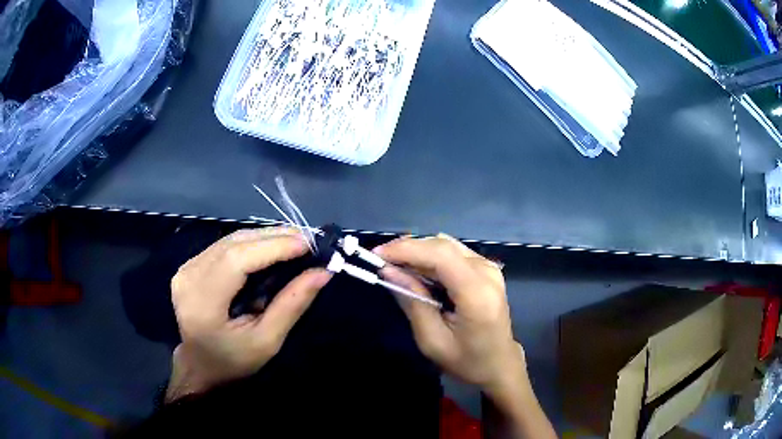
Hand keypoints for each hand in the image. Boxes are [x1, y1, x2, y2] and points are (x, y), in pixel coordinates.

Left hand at [166, 228, 331, 400]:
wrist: (199, 366)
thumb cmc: (233, 361)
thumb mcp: (266, 342)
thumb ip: (291, 305)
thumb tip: (322, 273)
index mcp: (203, 302)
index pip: (237, 260)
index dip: (272, 247)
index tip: (308, 244)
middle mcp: (189, 276)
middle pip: (234, 244)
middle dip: (273, 237)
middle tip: (308, 240)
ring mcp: (186, 268)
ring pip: (230, 240)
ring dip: (264, 237)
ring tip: (296, 241)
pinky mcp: (190, 265)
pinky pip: (224, 246)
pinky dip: (251, 243)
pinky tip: (271, 247)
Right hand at [374, 234, 523, 395]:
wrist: (499, 364)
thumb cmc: (466, 360)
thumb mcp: (432, 340)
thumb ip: (412, 302)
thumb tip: (389, 271)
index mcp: (477, 294)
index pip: (440, 255)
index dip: (406, 249)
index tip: (376, 255)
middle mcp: (487, 272)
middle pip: (442, 245)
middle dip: (408, 248)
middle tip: (381, 262)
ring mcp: (490, 268)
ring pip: (447, 245)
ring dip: (418, 251)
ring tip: (395, 266)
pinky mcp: (487, 268)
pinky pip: (454, 253)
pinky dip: (431, 257)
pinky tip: (417, 271)